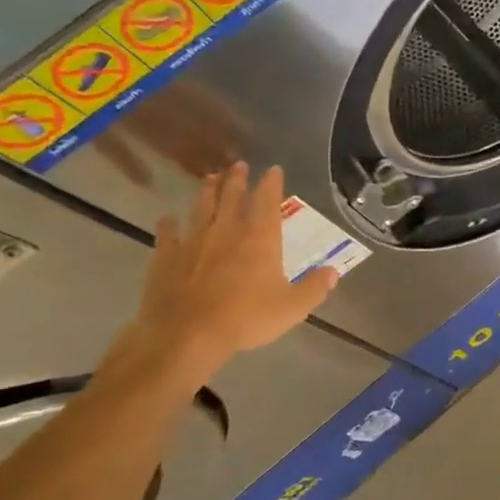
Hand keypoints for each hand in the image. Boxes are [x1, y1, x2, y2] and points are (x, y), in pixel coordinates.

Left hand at [131, 163, 337, 378]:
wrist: (187, 334)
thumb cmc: (246, 318)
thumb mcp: (293, 308)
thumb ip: (315, 288)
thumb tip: (333, 272)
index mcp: (260, 239)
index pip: (267, 201)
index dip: (271, 183)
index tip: (273, 169)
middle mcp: (227, 231)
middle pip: (231, 197)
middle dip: (237, 179)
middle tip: (238, 165)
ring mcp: (193, 241)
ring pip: (201, 207)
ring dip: (206, 191)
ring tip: (209, 178)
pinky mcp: (166, 256)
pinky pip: (167, 233)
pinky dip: (168, 224)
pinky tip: (168, 218)